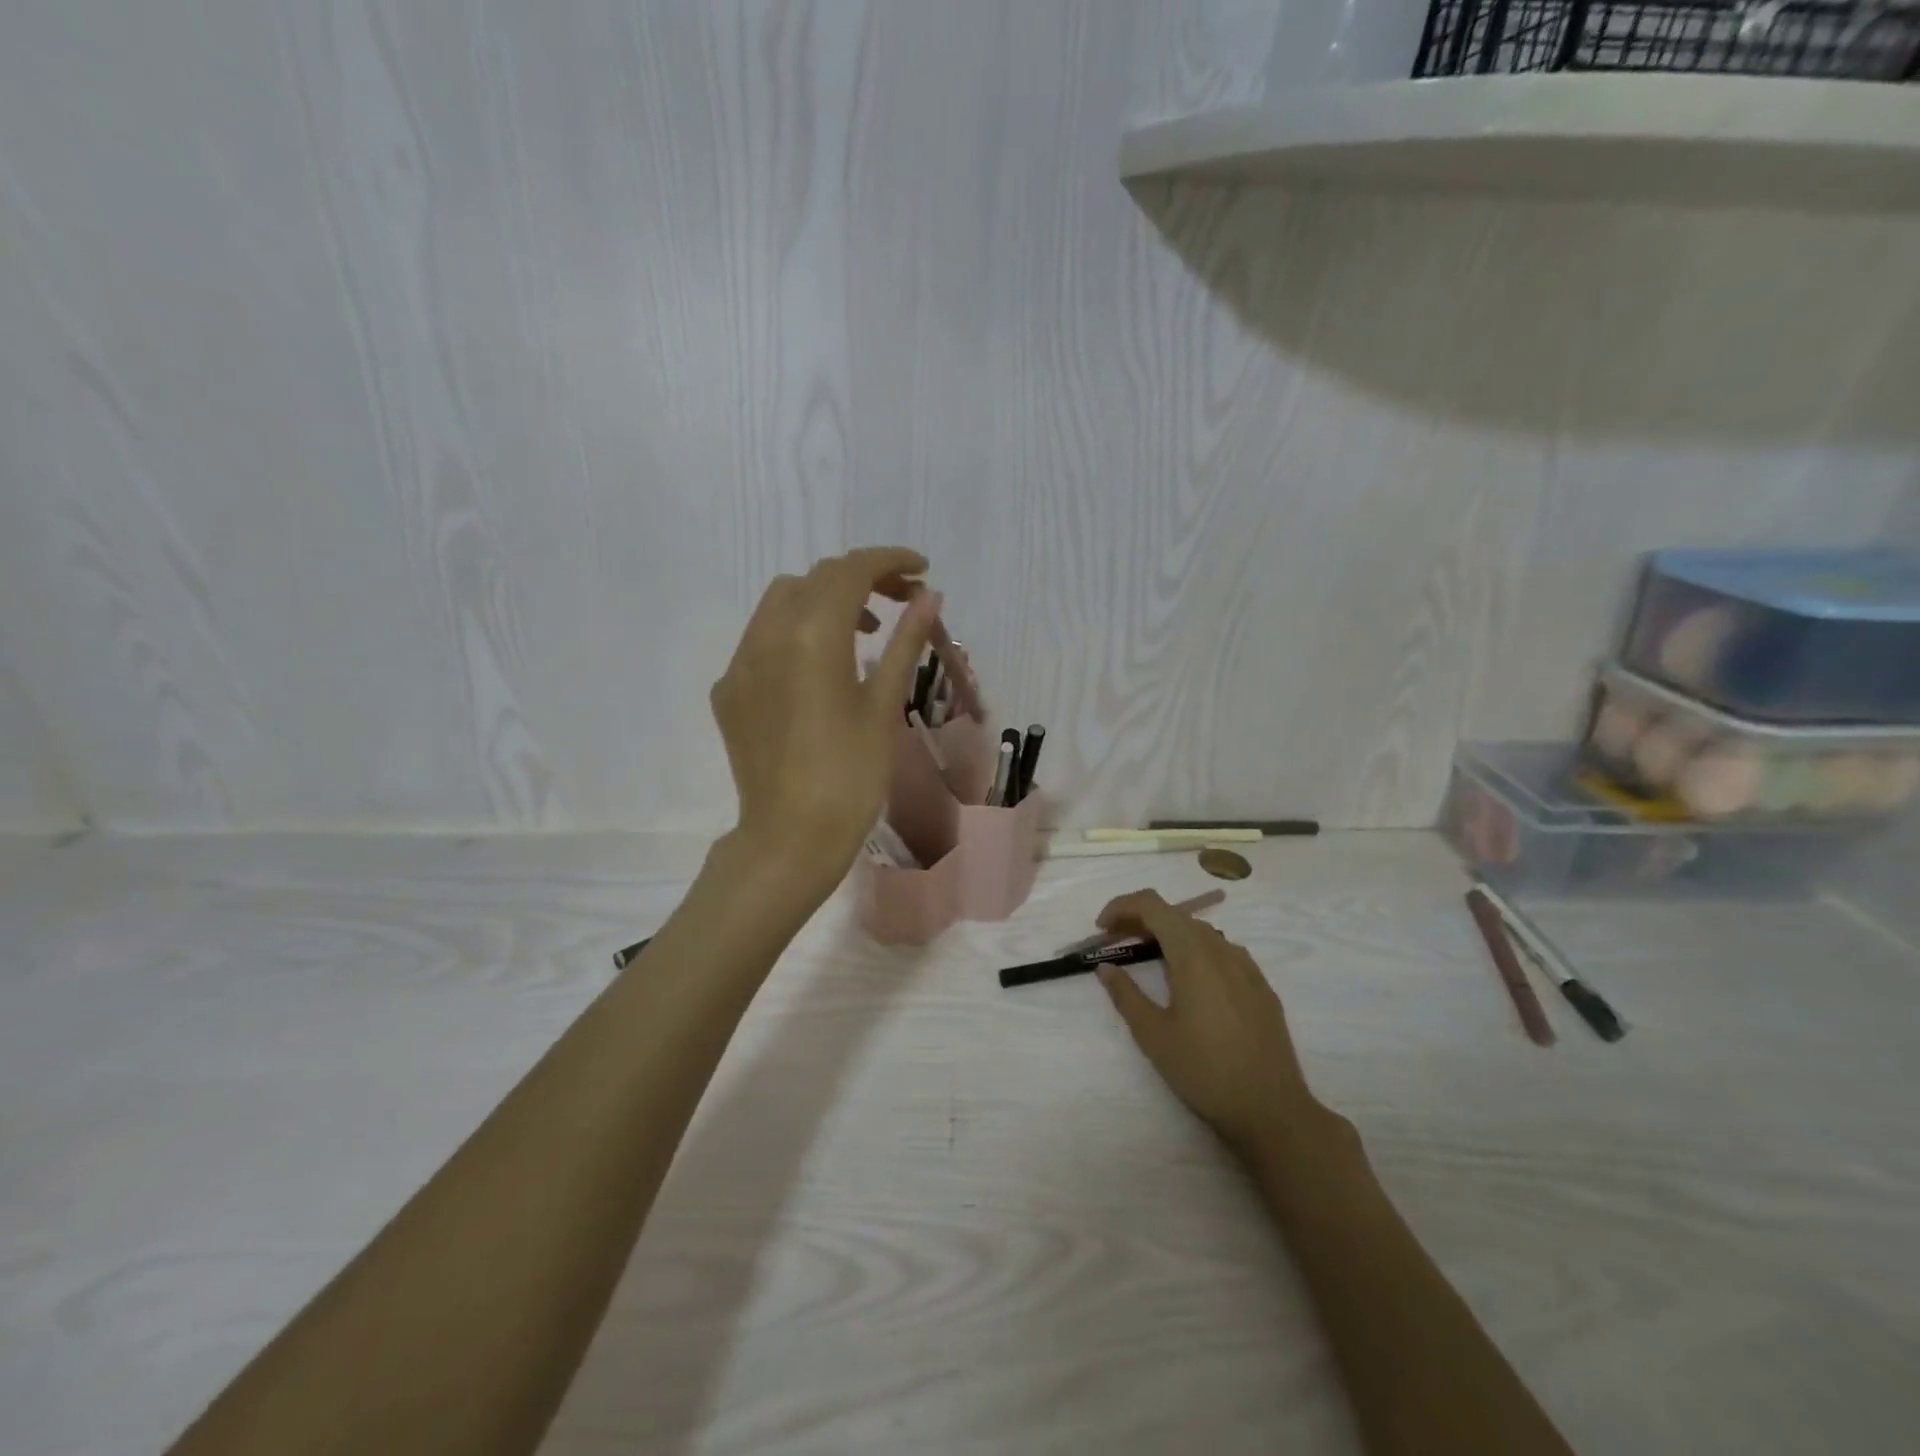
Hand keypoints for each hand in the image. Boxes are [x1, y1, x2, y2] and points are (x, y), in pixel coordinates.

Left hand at [711, 547, 938, 898]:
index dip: (889, 560)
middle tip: (902, 601)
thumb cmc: (850, 775)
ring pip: (783, 602)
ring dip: (826, 600)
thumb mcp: (883, 704)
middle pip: (816, 579)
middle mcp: (766, 635)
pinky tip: (820, 670)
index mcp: (810, 634)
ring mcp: (740, 663)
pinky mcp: (729, 690)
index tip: (921, 569)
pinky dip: (796, 632)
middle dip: (861, 578)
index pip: (850, 571)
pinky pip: (762, 638)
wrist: (790, 838)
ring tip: (865, 631)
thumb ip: (906, 642)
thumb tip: (930, 597)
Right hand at [1095, 890, 1323, 1160]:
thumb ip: (1126, 995)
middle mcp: (1221, 948)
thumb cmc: (1205, 1071)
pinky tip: (1189, 983)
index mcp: (1193, 953)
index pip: (1152, 904)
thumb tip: (1106, 967)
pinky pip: (1222, 953)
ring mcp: (1246, 966)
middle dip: (1141, 921)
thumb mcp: (1154, 1035)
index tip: (1102, 930)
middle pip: (1175, 915)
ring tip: (1149, 962)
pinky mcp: (1261, 986)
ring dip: (1168, 936)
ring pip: (1199, 932)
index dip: (1122, 907)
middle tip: (1116, 944)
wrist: (1272, 1110)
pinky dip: (1195, 952)